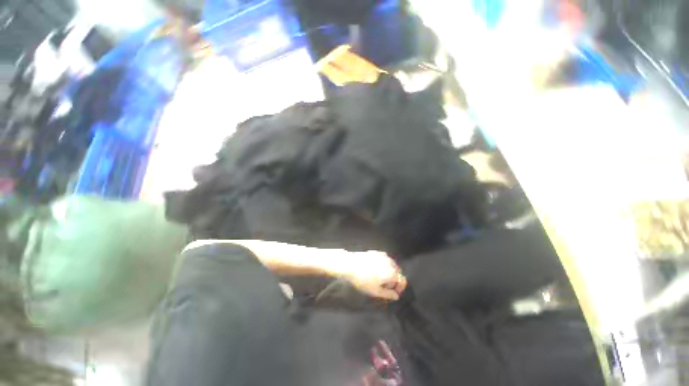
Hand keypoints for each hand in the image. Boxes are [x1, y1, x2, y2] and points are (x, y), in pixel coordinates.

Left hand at [337, 251, 406, 300]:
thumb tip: (396, 296)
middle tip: (386, 287)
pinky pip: (384, 259)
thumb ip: (388, 294)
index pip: (403, 280)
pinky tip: (376, 269)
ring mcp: (383, 255)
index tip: (394, 293)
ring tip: (381, 278)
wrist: (350, 264)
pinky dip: (384, 265)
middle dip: (395, 280)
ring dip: (390, 272)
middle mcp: (390, 262)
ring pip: (391, 264)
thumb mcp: (375, 291)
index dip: (400, 288)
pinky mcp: (376, 252)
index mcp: (392, 272)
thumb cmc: (363, 280)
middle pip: (398, 272)